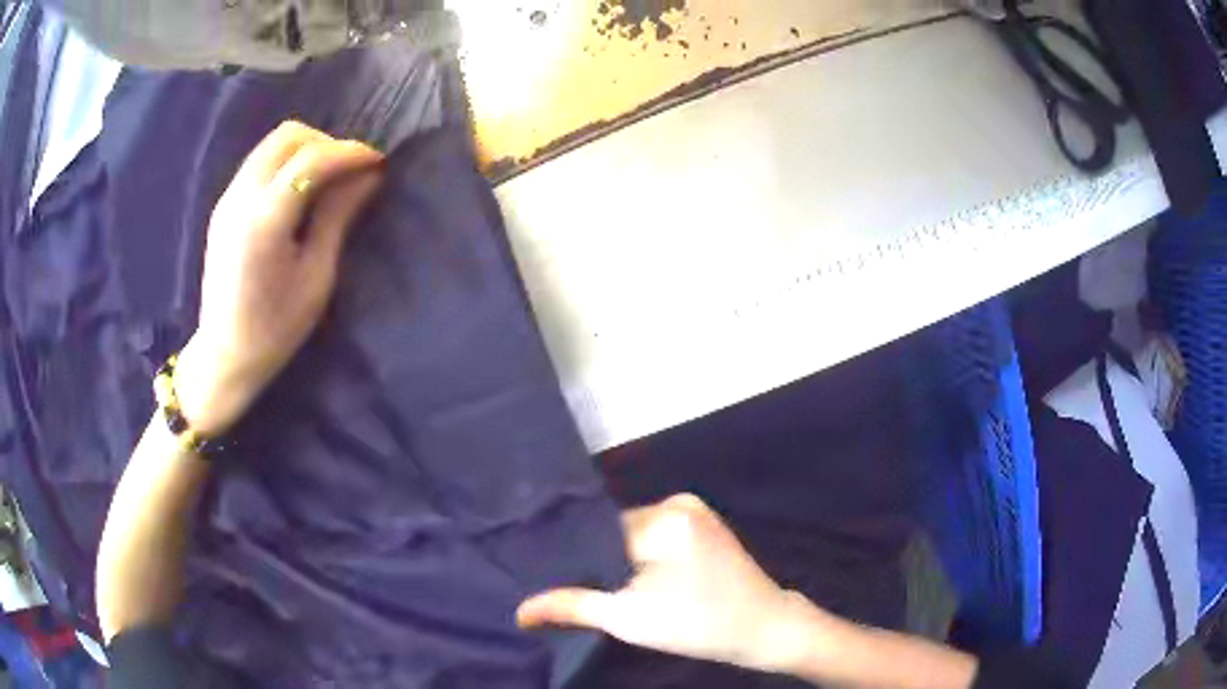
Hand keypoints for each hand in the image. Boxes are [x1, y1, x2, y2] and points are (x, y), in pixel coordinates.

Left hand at [175, 121, 384, 436]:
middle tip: (350, 171)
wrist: (224, 354)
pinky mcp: (224, 205)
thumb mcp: (316, 276)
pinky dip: (286, 162)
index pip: (312, 158)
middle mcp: (242, 196)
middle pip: (288, 136)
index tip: (379, 161)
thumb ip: (338, 216)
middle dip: (326, 143)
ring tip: (328, 179)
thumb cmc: (275, 329)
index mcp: (265, 219)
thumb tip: (369, 176)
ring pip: (272, 143)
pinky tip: (300, 190)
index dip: (350, 152)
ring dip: (306, 149)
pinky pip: (259, 161)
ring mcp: (228, 198)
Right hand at [517, 494, 822, 673]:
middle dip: (598, 559)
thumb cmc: (699, 625)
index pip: (596, 530)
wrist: (765, 628)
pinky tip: (634, 580)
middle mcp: (678, 502)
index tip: (550, 577)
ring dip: (620, 559)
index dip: (574, 556)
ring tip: (601, 586)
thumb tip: (520, 609)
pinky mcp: (704, 525)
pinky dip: (642, 557)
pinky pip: (657, 536)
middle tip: (574, 588)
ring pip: (634, 534)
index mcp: (663, 518)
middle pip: (615, 530)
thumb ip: (572, 606)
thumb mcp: (629, 619)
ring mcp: (694, 511)